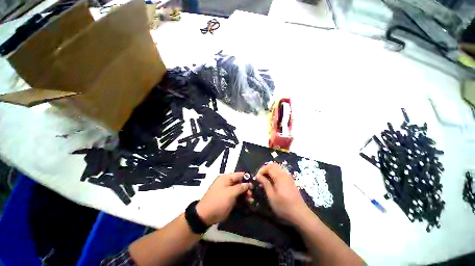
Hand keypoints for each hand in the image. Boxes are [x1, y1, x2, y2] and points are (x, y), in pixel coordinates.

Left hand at [196, 172, 250, 225]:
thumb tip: (249, 184)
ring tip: (251, 199)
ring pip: (239, 190)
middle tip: (253, 194)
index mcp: (226, 178)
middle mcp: (227, 183)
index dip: (247, 177)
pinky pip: (237, 196)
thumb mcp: (230, 193)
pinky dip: (242, 198)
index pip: (239, 175)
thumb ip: (240, 187)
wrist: (206, 215)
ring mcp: (228, 191)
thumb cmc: (218, 201)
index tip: (255, 182)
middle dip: (247, 187)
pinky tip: (248, 202)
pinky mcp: (228, 198)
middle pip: (240, 182)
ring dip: (246, 194)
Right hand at [256, 162, 310, 224]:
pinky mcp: (290, 181)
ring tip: (264, 180)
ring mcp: (288, 177)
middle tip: (260, 177)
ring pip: (277, 168)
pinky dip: (274, 174)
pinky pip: (280, 173)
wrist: (300, 214)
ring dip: (270, 171)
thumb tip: (258, 176)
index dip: (261, 170)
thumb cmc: (284, 206)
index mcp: (280, 176)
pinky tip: (272, 183)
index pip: (269, 167)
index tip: (257, 177)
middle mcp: (285, 174)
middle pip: (273, 165)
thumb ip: (265, 183)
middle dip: (265, 169)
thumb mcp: (271, 196)